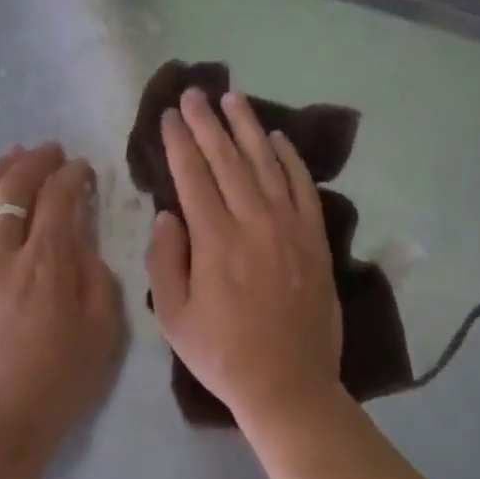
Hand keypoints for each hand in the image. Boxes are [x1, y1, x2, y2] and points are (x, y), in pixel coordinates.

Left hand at [0, 144, 122, 476]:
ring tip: (12, 157)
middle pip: (14, 191)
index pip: (59, 198)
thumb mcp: (102, 329)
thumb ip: (95, 275)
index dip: (73, 175)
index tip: (84, 169)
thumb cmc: (58, 383)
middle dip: (35, 162)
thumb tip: (80, 244)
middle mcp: (2, 255)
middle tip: (51, 151)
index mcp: (46, 262)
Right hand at [146, 87, 342, 427]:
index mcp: (215, 241)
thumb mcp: (174, 318)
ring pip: (266, 163)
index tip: (169, 115)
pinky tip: (279, 137)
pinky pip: (303, 187)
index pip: (192, 176)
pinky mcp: (315, 238)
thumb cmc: (223, 354)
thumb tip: (167, 214)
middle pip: (227, 159)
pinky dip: (290, 159)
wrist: (290, 385)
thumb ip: (164, 260)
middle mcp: (253, 222)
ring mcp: (289, 227)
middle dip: (207, 123)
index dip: (179, 141)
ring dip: (248, 128)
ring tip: (234, 98)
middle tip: (195, 93)